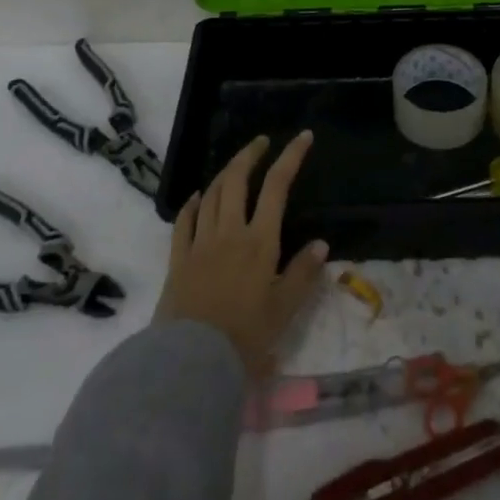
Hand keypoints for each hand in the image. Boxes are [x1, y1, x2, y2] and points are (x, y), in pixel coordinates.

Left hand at [156, 131, 326, 376]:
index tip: (303, 137)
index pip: (277, 186)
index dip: (291, 157)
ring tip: (236, 166)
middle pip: (238, 179)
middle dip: (250, 154)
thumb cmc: (244, 339)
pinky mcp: (178, 259)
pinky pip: (184, 221)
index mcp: (260, 242)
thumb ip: (302, 275)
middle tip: (261, 142)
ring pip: (212, 194)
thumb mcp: (283, 311)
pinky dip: (193, 204)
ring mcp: (200, 242)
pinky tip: (198, 197)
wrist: (191, 362)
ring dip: (225, 173)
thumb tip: (321, 244)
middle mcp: (229, 232)